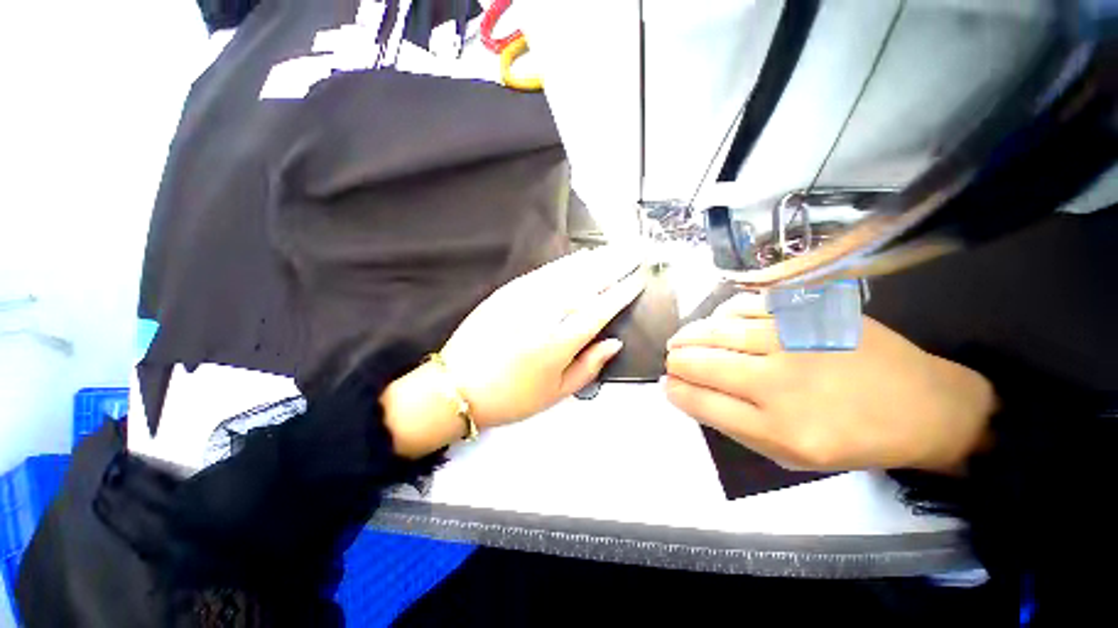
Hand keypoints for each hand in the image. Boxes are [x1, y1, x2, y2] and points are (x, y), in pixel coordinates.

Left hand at [436, 247, 646, 426]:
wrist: (458, 386)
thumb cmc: (512, 397)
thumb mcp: (556, 393)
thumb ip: (590, 366)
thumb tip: (614, 342)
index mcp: (560, 342)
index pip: (601, 309)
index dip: (622, 293)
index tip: (638, 279)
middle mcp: (546, 314)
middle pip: (588, 284)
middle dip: (615, 266)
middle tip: (634, 253)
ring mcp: (526, 298)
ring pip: (568, 273)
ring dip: (595, 259)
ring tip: (614, 249)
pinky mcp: (509, 291)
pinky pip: (544, 271)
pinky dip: (566, 262)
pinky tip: (580, 257)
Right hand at [664, 293, 995, 472]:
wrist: (921, 405)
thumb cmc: (851, 439)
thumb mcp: (789, 456)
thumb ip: (733, 425)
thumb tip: (686, 394)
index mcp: (777, 428)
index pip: (700, 401)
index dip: (675, 391)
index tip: (667, 385)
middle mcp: (779, 382)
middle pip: (700, 363)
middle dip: (676, 361)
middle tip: (672, 360)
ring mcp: (794, 341)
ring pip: (715, 331)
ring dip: (689, 336)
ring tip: (681, 340)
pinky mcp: (809, 312)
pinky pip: (746, 305)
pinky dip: (721, 313)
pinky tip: (717, 321)